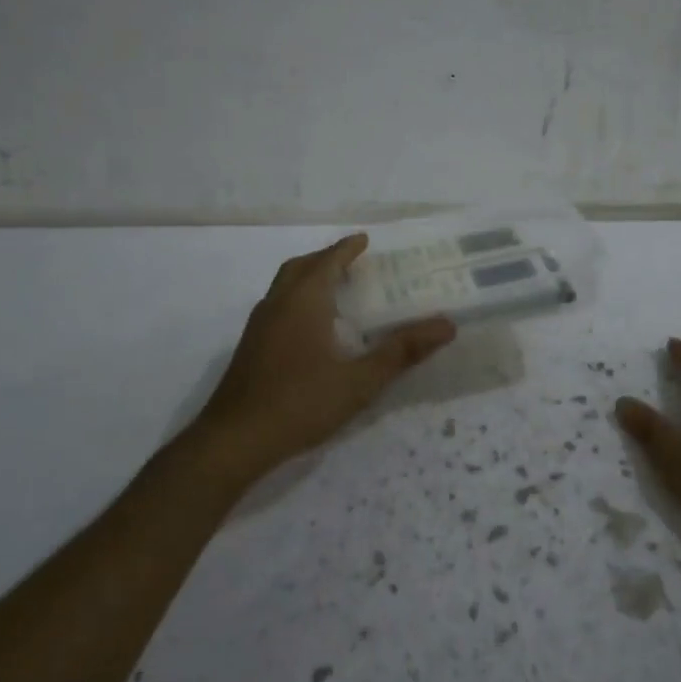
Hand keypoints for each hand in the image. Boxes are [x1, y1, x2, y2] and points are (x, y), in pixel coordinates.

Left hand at [191, 233, 455, 477]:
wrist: (234, 441)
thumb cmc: (300, 403)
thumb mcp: (359, 381)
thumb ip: (401, 352)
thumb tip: (446, 326)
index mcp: (303, 301)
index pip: (328, 261)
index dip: (347, 249)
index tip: (365, 240)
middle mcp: (277, 304)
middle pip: (301, 267)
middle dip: (326, 258)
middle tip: (352, 261)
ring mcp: (259, 326)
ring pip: (284, 286)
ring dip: (309, 277)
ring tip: (335, 289)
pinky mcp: (250, 347)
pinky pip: (277, 305)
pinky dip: (297, 299)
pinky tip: (312, 327)